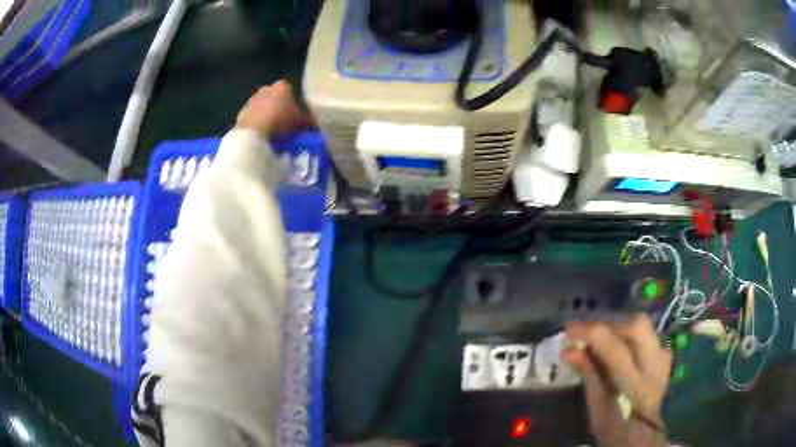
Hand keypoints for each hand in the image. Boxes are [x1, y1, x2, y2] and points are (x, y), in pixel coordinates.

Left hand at [235, 80, 310, 137]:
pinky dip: (257, 122)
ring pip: (263, 106)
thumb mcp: (300, 122)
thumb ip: (309, 121)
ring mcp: (252, 100)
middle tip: (285, 121)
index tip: (296, 114)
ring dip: (267, 114)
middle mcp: (266, 88)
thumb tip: (316, 125)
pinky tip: (261, 133)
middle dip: (279, 106)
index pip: (291, 90)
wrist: (254, 133)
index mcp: (282, 86)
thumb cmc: (280, 121)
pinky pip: (253, 116)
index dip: (294, 102)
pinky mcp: (242, 113)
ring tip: (273, 129)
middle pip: (275, 96)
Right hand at [562, 315, 671, 446]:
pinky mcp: (665, 354)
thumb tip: (567, 350)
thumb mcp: (596, 405)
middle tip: (588, 329)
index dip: (590, 332)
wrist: (641, 433)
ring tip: (601, 334)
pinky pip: (646, 333)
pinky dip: (629, 334)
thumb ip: (587, 373)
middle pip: (637, 325)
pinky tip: (618, 343)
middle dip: (610, 322)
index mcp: (635, 384)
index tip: (569, 329)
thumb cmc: (613, 425)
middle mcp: (654, 364)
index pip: (614, 348)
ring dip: (619, 325)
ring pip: (644, 324)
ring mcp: (663, 356)